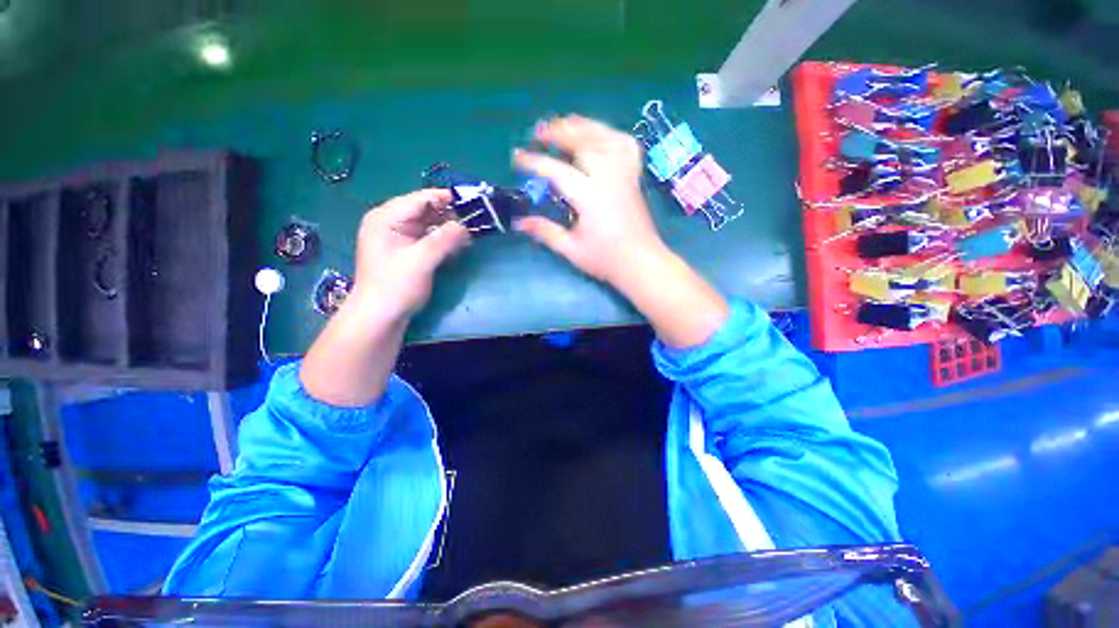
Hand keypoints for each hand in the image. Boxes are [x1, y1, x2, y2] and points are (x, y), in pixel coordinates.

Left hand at [349, 189, 470, 323]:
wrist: (381, 317)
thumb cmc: (395, 286)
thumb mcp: (421, 260)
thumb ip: (444, 240)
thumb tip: (466, 225)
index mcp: (386, 217)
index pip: (420, 199)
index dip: (446, 198)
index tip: (473, 202)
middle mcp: (391, 222)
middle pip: (426, 210)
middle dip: (450, 214)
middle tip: (476, 220)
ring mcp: (399, 237)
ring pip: (429, 224)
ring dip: (449, 227)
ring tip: (471, 233)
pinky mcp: (408, 250)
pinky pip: (429, 237)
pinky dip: (444, 239)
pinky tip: (459, 244)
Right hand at [513, 115, 667, 287]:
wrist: (641, 262)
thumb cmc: (606, 259)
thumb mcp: (572, 250)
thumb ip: (546, 232)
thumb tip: (519, 222)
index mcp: (590, 198)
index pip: (558, 172)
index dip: (535, 162)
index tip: (517, 158)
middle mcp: (608, 178)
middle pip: (583, 143)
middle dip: (558, 133)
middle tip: (537, 132)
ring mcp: (624, 174)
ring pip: (604, 137)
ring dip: (582, 125)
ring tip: (564, 123)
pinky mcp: (633, 177)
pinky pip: (625, 145)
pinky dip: (610, 134)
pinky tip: (599, 134)